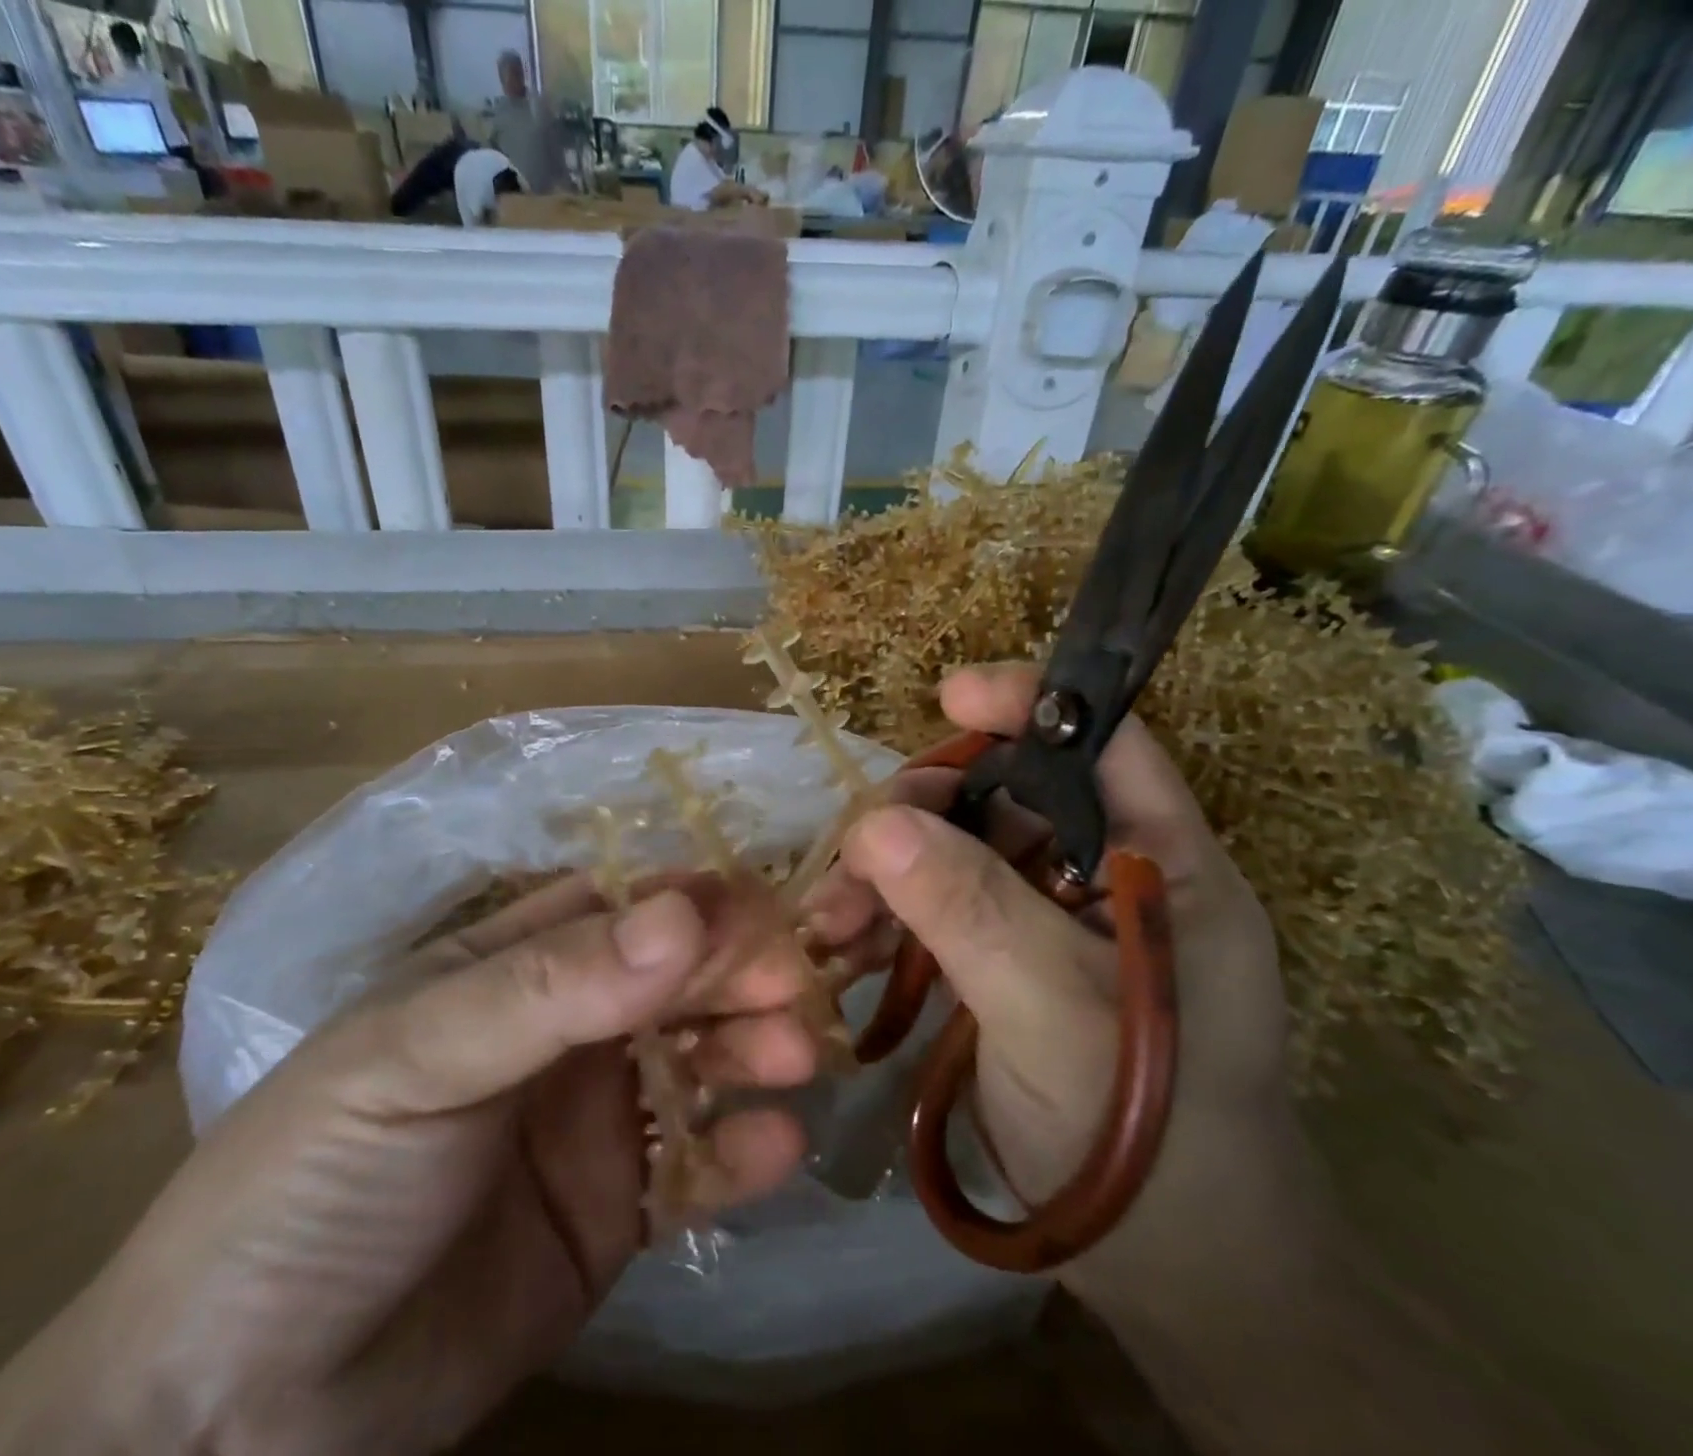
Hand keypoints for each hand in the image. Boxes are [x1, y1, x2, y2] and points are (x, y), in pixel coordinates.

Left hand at [0, 876, 821, 1455]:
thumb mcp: (419, 1055)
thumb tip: (685, 910)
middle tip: (799, 983)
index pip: (624, 908)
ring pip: (698, 1061)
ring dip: (753, 1049)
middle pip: (674, 979)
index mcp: (514, 965)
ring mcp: (594, 1119)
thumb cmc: (317, 1178)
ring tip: (795, 1055)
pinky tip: (778, 1146)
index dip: (695, 902)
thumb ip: (554, 984)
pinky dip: (740, 1154)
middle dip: (740, 971)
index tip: (766, 908)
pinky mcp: (615, 1211)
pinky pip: (695, 1167)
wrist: (236, 1413)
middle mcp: (564, 1028)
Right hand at [810, 662, 1294, 1275]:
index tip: (948, 696)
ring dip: (885, 873)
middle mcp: (1103, 872)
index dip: (1030, 705)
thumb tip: (873, 824)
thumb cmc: (1149, 1133)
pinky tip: (840, 947)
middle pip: (1003, 794)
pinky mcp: (1002, 958)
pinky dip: (885, 919)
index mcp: (1161, 861)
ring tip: (828, 920)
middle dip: (919, 812)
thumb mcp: (1057, 1011)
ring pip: (954, 851)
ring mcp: (1047, 917)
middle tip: (852, 857)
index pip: (1103, 743)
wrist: (1167, 1269)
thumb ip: (972, 911)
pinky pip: (933, 908)